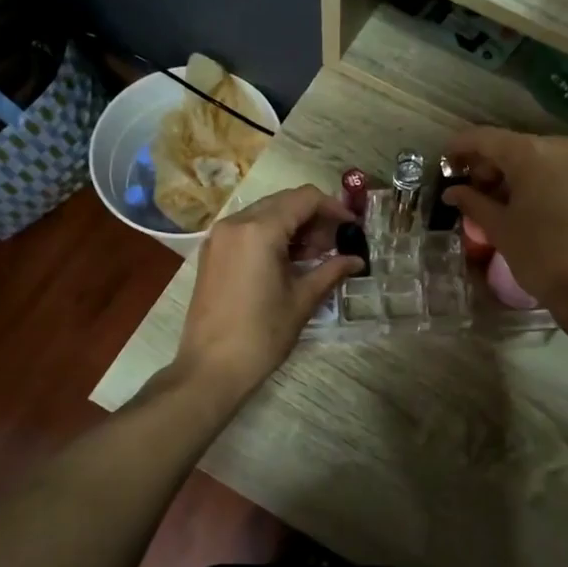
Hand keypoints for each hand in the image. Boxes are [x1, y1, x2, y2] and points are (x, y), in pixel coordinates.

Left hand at [175, 185, 360, 396]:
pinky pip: (247, 229)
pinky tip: (289, 261)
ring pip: (265, 214)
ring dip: (293, 226)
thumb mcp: (302, 300)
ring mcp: (219, 237)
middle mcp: (235, 223)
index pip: (304, 198)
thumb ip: (331, 271)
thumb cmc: (261, 335)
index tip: (352, 227)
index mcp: (259, 230)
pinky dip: (272, 235)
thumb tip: (356, 260)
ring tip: (316, 255)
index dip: (333, 207)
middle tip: (336, 244)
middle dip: (314, 217)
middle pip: (284, 201)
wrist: (210, 368)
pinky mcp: (212, 253)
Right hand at [442, 128, 567, 327]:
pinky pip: (559, 170)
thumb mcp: (499, 229)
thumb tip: (453, 192)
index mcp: (532, 153)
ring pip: (538, 158)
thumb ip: (473, 202)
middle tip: (470, 190)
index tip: (444, 159)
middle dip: (489, 164)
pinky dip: (537, 180)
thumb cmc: (541, 256)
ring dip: (513, 174)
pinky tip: (525, 204)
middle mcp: (562, 147)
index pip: (486, 138)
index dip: (461, 146)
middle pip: (514, 146)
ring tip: (496, 202)